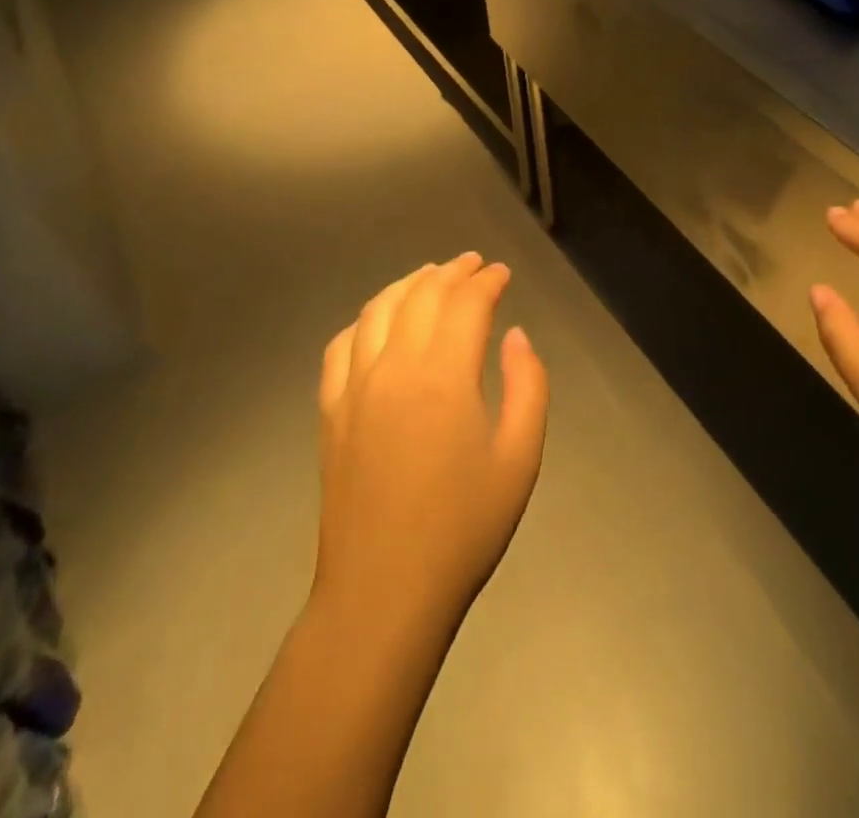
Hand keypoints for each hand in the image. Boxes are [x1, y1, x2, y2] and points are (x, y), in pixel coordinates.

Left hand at [313, 254, 549, 645]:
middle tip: (473, 264)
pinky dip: (364, 319)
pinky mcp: (330, 411)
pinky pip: (341, 345)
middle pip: (421, 295)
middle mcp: (394, 366)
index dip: (486, 281)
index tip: (502, 273)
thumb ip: (527, 385)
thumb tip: (516, 336)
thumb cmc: (463, 528)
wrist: (384, 593)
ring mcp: (354, 387)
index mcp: (444, 375)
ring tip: (429, 276)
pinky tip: (377, 321)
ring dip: (407, 284)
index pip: (465, 303)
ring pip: (377, 310)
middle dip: (451, 272)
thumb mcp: (520, 457)